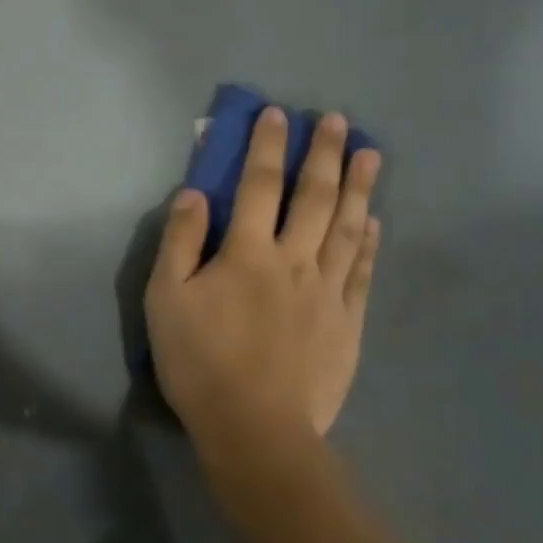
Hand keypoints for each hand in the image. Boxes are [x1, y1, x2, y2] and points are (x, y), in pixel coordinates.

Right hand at [145, 109, 382, 458]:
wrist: (255, 428)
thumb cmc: (200, 361)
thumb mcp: (166, 298)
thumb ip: (180, 242)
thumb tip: (194, 193)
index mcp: (248, 252)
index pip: (260, 185)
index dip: (268, 147)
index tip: (279, 114)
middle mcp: (294, 261)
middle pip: (315, 198)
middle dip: (325, 155)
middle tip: (340, 121)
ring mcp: (327, 292)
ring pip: (348, 228)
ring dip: (359, 187)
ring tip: (372, 154)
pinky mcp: (347, 323)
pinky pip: (361, 272)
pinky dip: (369, 242)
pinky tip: (375, 222)